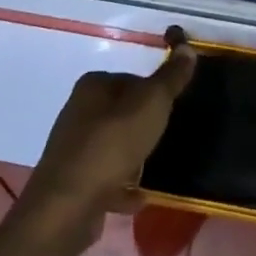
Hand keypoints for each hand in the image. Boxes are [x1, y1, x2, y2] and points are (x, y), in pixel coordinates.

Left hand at [20, 29, 196, 241]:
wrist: (69, 207)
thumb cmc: (112, 144)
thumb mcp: (151, 103)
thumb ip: (171, 77)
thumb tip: (187, 47)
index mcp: (93, 85)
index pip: (132, 79)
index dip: (154, 94)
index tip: (170, 111)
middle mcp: (78, 111)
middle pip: (122, 113)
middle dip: (143, 127)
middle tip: (164, 140)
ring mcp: (72, 148)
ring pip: (113, 146)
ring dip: (133, 158)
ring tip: (152, 169)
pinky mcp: (72, 182)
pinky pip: (105, 178)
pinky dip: (122, 186)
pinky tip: (138, 197)